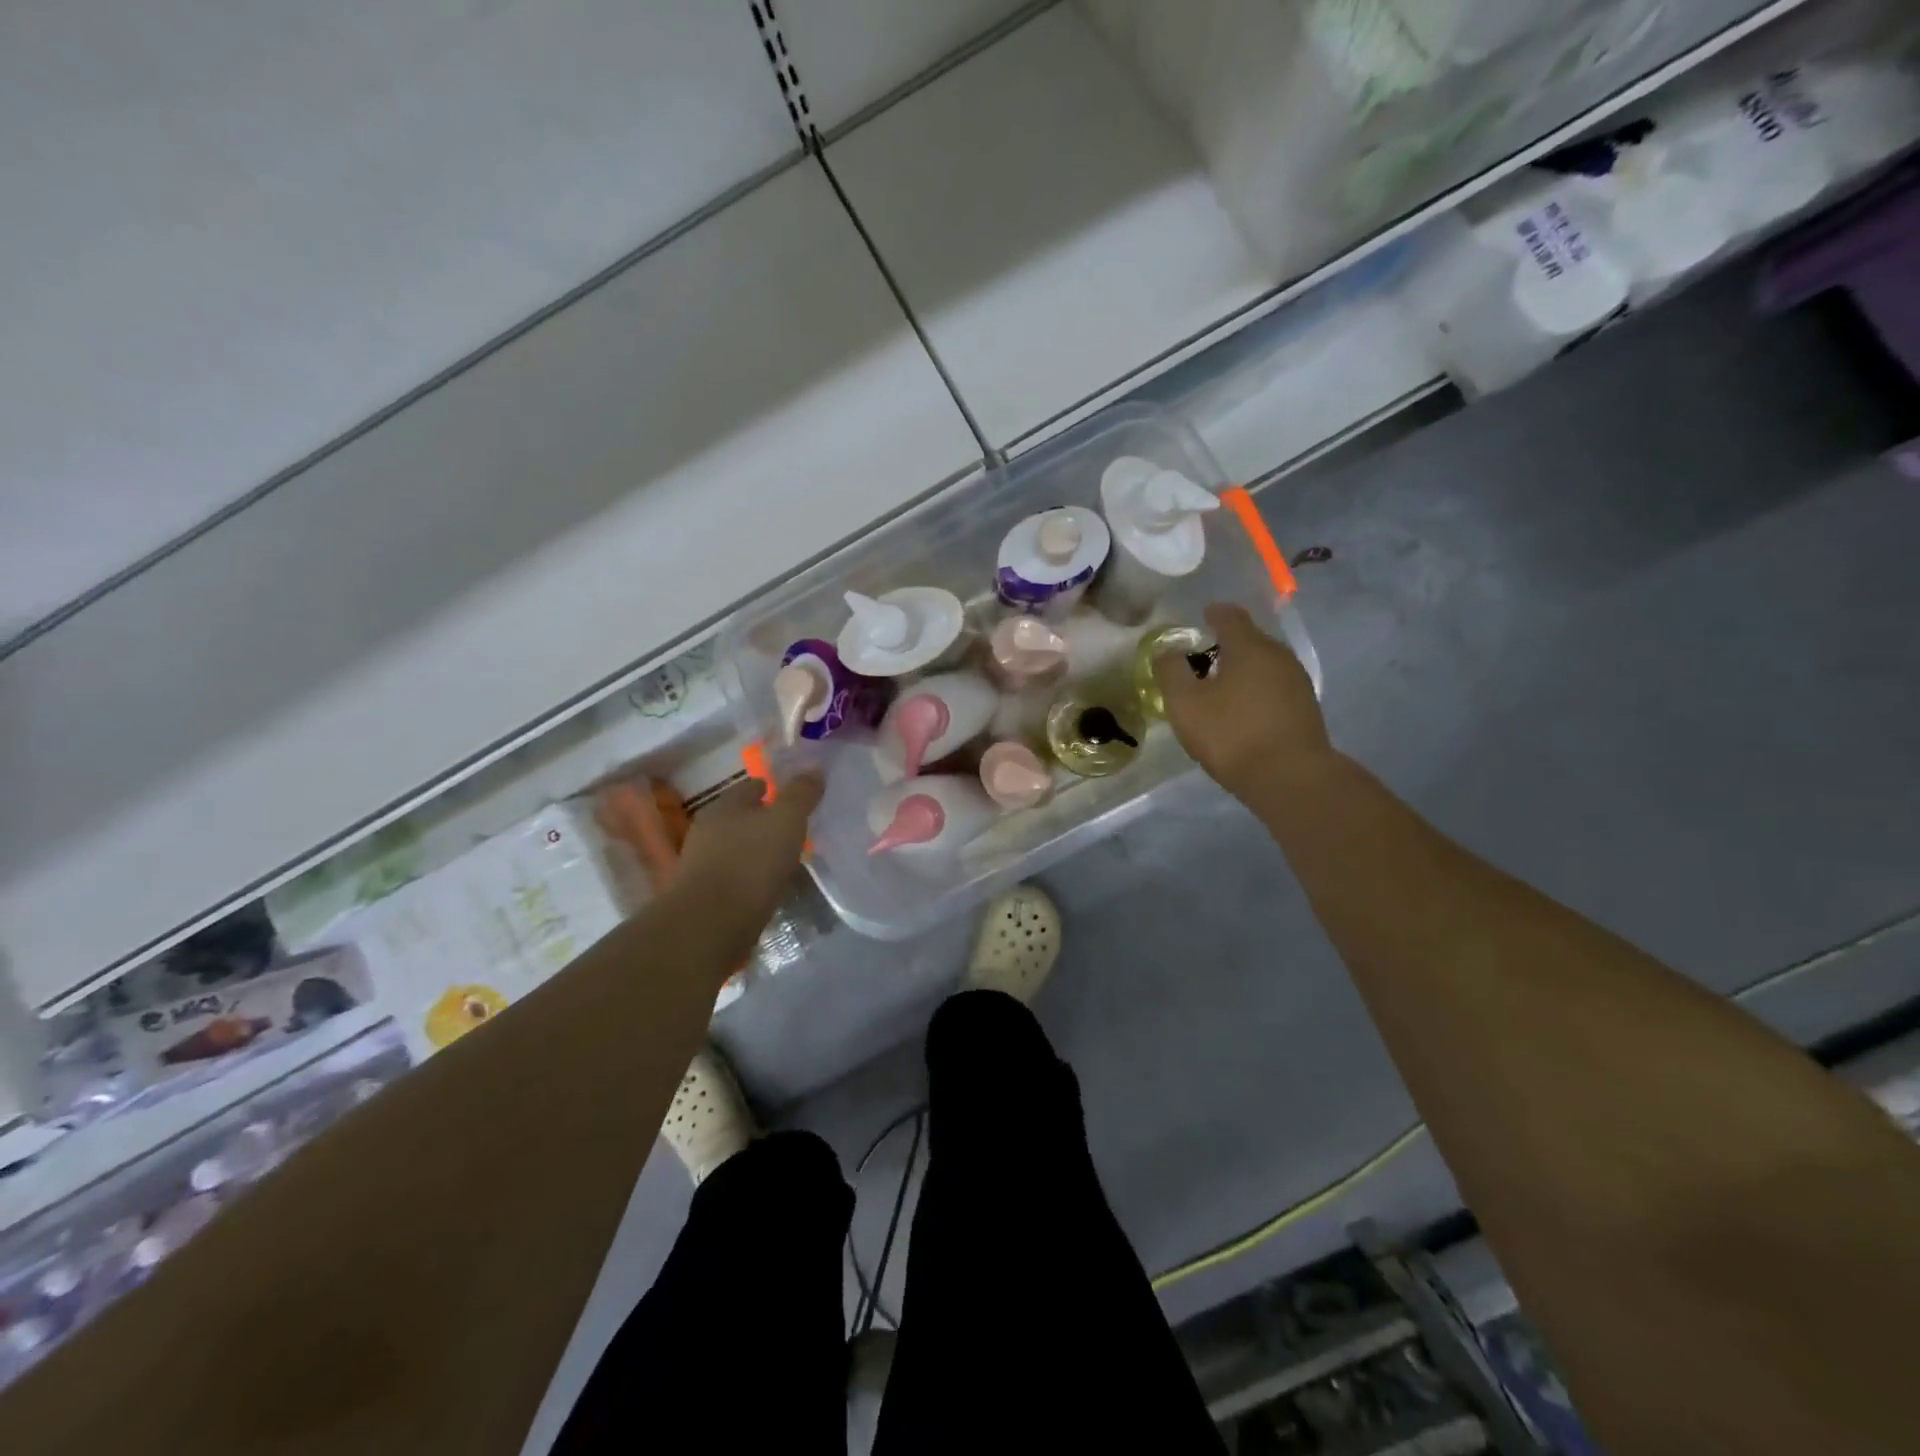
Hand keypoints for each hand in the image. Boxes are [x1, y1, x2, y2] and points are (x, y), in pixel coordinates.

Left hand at [674, 771, 823, 937]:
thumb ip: (801, 794)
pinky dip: (749, 877)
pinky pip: (733, 875)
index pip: (754, 785)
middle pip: (743, 816)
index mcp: (726, 804)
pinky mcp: (703, 893)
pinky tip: (765, 887)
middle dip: (766, 822)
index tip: (799, 801)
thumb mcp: (786, 821)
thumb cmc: (752, 863)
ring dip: (757, 851)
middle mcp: (708, 827)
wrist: (711, 924)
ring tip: (784, 861)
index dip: (777, 789)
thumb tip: (814, 769)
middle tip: (795, 832)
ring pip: (737, 847)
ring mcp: (701, 862)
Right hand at [1152, 603, 1334, 802]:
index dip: (1214, 613)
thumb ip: (1171, 672)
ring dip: (1244, 669)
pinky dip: (1258, 689)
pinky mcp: (1306, 707)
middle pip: (1250, 639)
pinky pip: (1276, 686)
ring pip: (1265, 664)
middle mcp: (1278, 655)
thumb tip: (1167, 651)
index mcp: (1248, 647)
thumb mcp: (1185, 704)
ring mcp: (1297, 681)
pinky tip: (1246, 709)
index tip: (1203, 615)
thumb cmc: (1231, 734)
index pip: (1230, 616)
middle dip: (1228, 644)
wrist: (1291, 777)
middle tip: (1204, 659)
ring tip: (1223, 686)